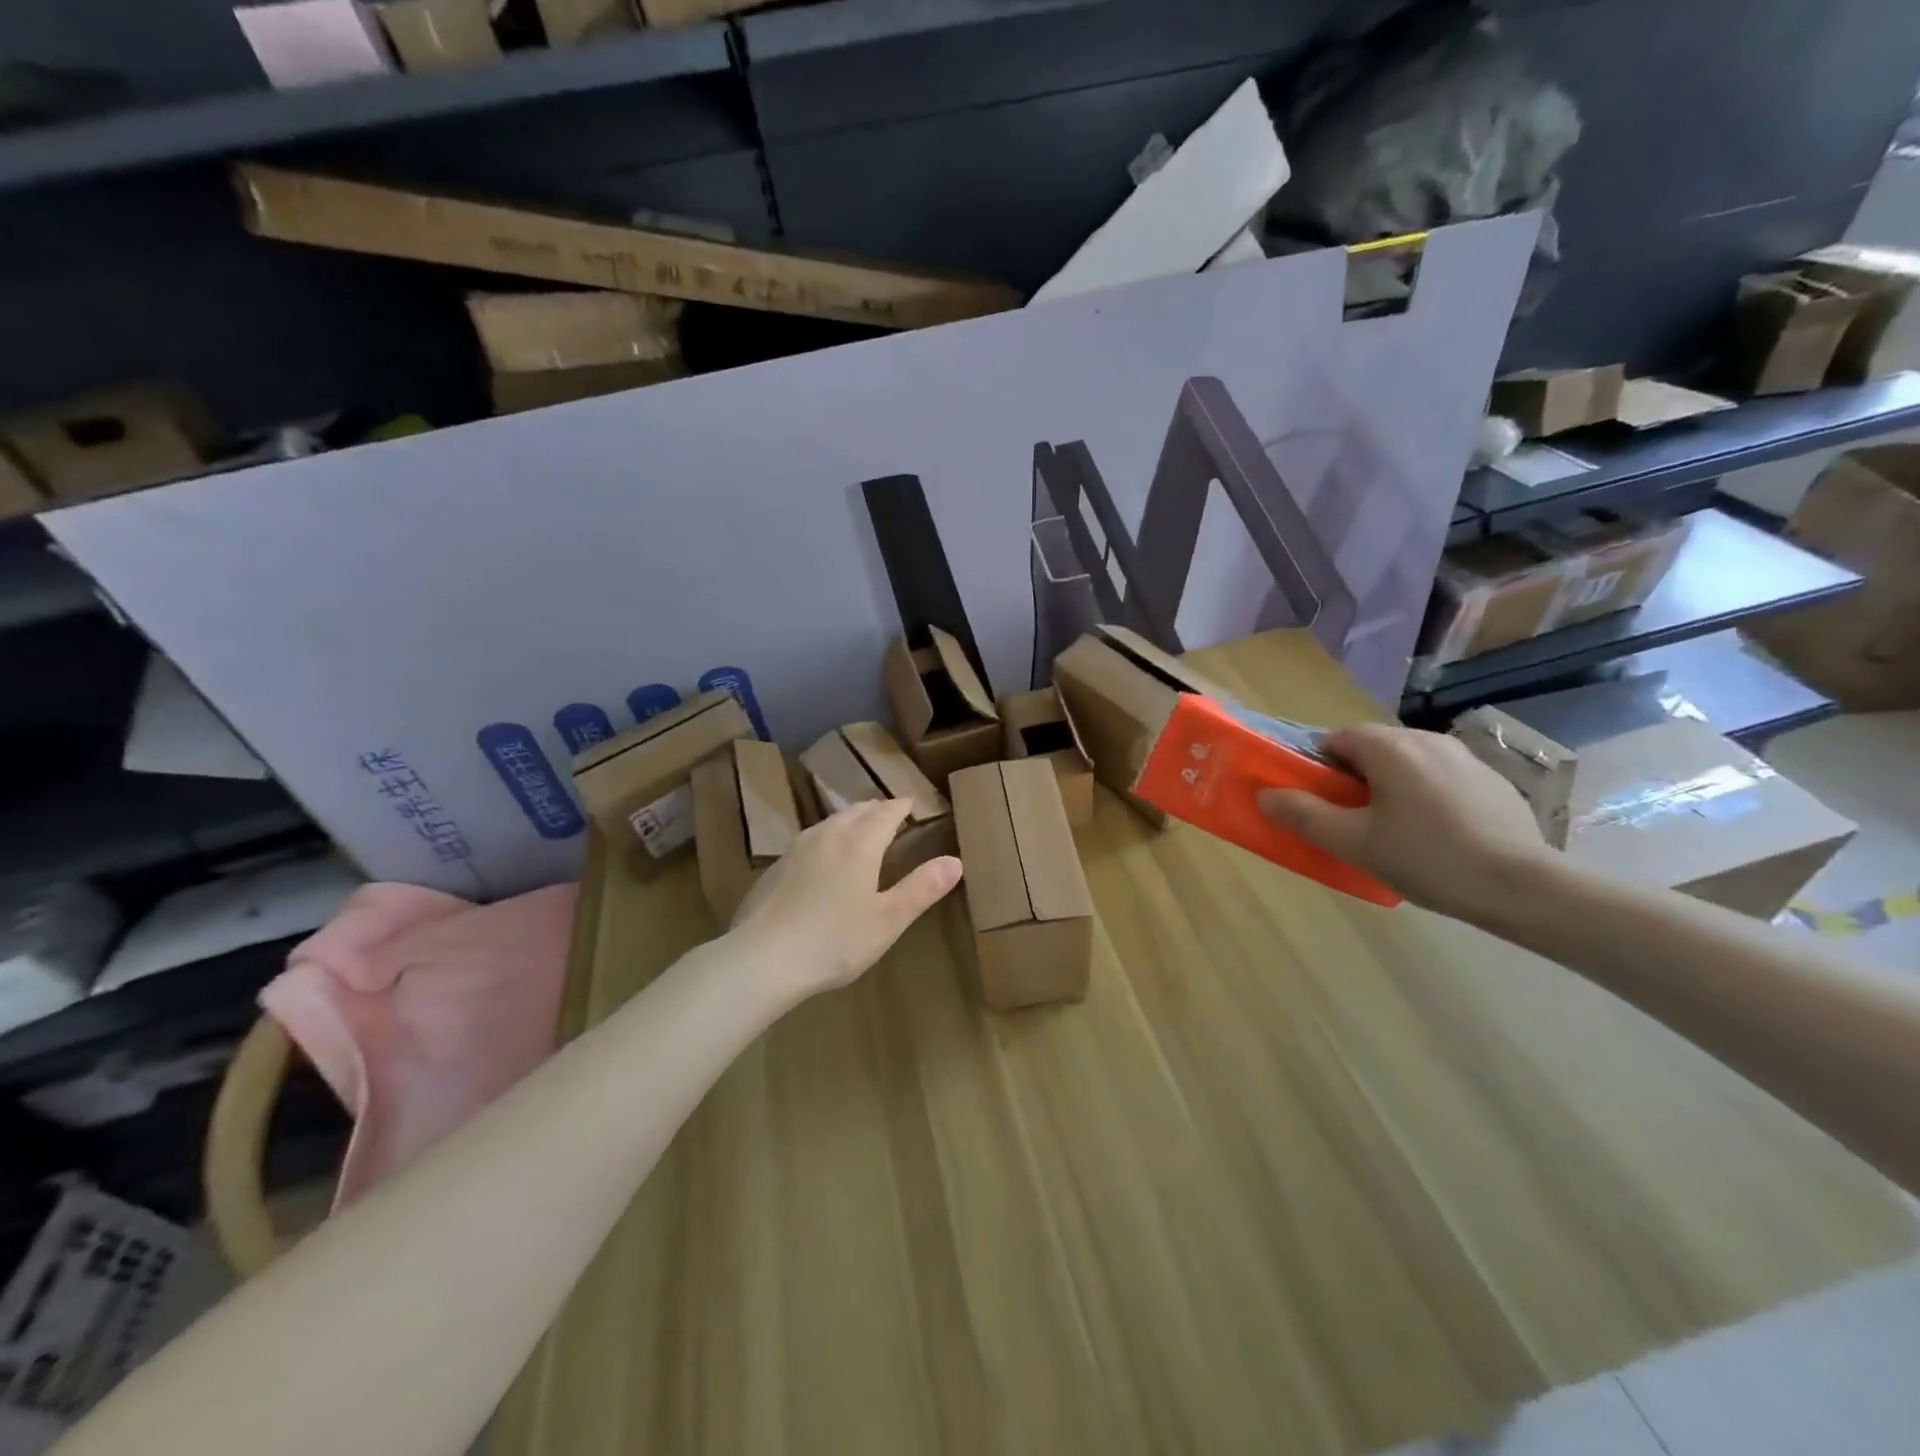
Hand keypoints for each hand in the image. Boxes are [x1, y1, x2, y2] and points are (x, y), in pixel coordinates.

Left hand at [730, 798, 962, 1002]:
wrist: (762, 959)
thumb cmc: (834, 941)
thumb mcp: (888, 920)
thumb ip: (922, 888)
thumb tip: (955, 861)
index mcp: (860, 842)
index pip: (886, 812)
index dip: (902, 807)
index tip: (912, 804)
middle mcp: (829, 834)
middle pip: (857, 811)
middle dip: (877, 810)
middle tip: (891, 815)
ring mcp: (797, 848)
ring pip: (831, 822)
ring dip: (850, 820)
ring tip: (860, 830)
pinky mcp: (775, 866)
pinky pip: (810, 840)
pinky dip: (827, 838)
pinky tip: (823, 859)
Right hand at [1256, 722, 1552, 919]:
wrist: (1523, 887)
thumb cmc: (1427, 858)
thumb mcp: (1353, 843)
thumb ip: (1304, 815)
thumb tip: (1265, 795)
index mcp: (1390, 748)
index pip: (1337, 738)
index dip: (1319, 765)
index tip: (1319, 800)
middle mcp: (1427, 740)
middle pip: (1373, 748)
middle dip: (1354, 776)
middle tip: (1351, 820)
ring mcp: (1465, 758)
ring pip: (1408, 762)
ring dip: (1391, 785)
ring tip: (1394, 830)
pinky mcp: (1493, 781)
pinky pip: (1441, 777)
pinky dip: (1426, 795)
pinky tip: (1436, 835)